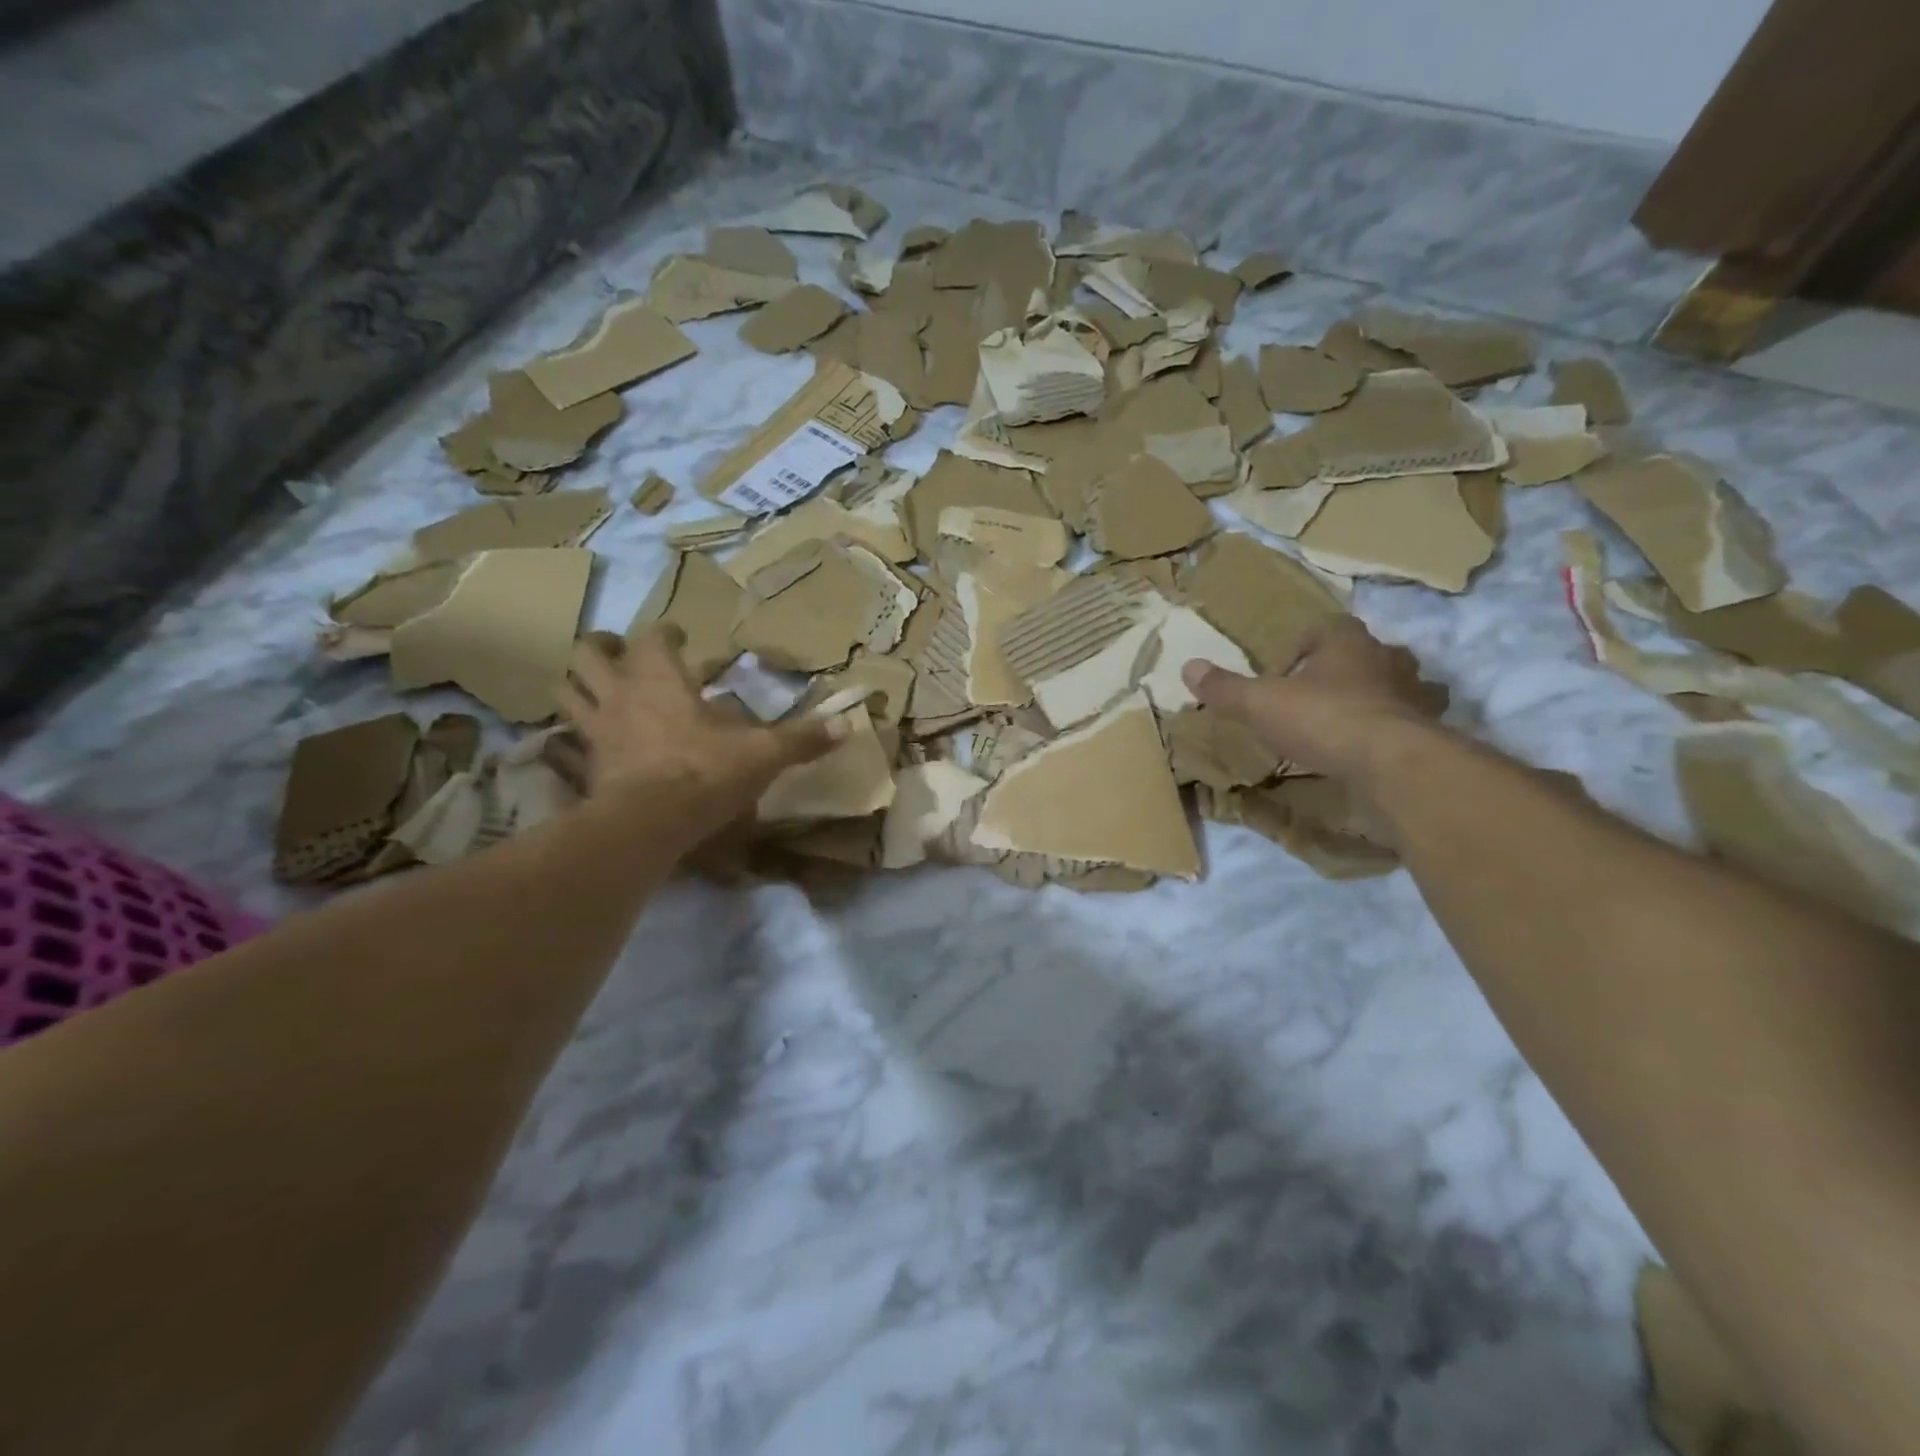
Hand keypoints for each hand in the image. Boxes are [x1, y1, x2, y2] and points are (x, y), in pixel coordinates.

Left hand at [554, 628, 842, 820]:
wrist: (648, 823)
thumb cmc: (704, 773)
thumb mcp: (762, 754)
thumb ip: (801, 739)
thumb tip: (847, 726)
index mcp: (660, 679)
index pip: (653, 637)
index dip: (665, 634)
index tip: (678, 638)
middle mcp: (621, 694)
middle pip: (588, 653)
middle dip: (602, 648)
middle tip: (621, 654)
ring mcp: (597, 729)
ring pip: (567, 689)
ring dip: (579, 683)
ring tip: (599, 688)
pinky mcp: (585, 764)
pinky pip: (570, 737)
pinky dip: (577, 731)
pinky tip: (594, 740)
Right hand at [1181, 617, 1447, 783]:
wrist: (1390, 763)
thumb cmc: (1321, 718)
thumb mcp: (1259, 704)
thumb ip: (1225, 688)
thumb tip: (1188, 667)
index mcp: (1346, 641)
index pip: (1323, 627)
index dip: (1297, 647)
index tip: (1277, 677)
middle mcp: (1385, 658)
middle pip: (1361, 653)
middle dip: (1336, 670)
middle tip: (1309, 696)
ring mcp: (1412, 694)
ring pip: (1391, 685)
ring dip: (1369, 697)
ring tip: (1340, 722)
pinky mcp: (1426, 730)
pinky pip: (1406, 722)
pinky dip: (1388, 730)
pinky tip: (1366, 751)